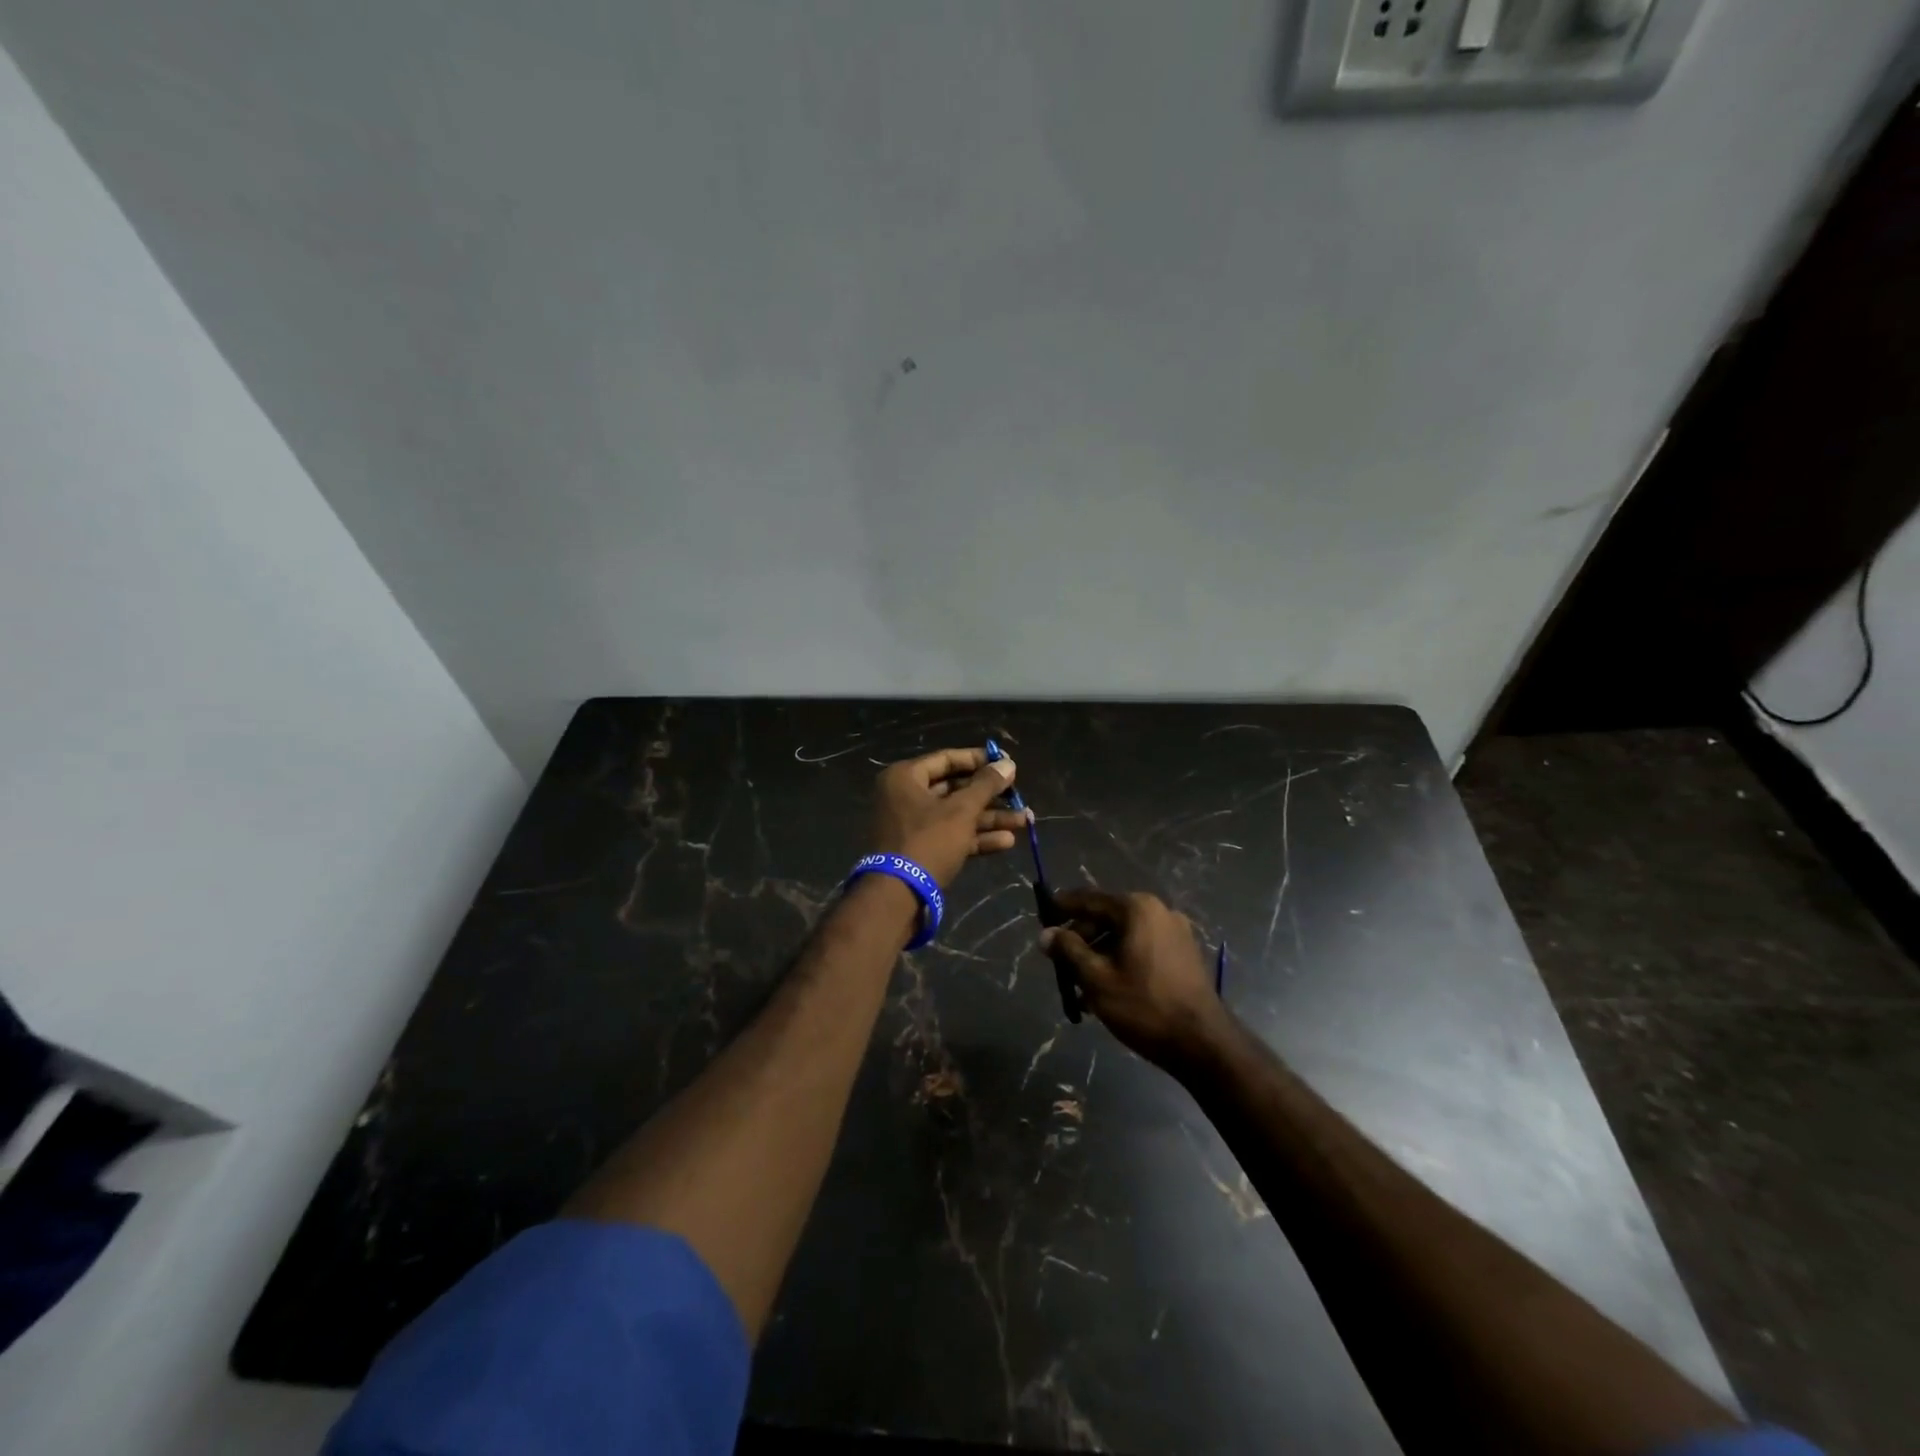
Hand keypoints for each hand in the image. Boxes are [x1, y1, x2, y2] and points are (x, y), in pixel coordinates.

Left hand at [869, 748, 1026, 887]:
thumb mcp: (961, 810)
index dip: (979, 760)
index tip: (1007, 763)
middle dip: (990, 795)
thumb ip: (986, 785)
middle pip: (954, 788)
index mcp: (905, 777)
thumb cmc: (928, 841)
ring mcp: (913, 825)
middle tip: (1018, 794)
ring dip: (990, 818)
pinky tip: (1007, 842)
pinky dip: (977, 837)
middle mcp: (905, 796)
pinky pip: (952, 836)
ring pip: (957, 815)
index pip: (947, 759)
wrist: (898, 896)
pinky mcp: (922, 850)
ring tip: (1024, 820)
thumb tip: (1008, 764)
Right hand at [1040, 889, 1225, 1065]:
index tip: (1042, 915)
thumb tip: (1046, 934)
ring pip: (1124, 937)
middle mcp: (1158, 911)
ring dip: (1099, 956)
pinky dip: (1121, 962)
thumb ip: (1068, 950)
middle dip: (1081, 940)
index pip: (1089, 899)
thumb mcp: (1096, 978)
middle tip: (1060, 963)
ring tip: (1080, 988)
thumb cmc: (1144, 1006)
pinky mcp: (1184, 954)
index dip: (1063, 907)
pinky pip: (1142, 949)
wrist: (1203, 1043)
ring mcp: (1175, 933)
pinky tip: (1106, 992)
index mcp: (1137, 909)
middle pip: (1107, 918)